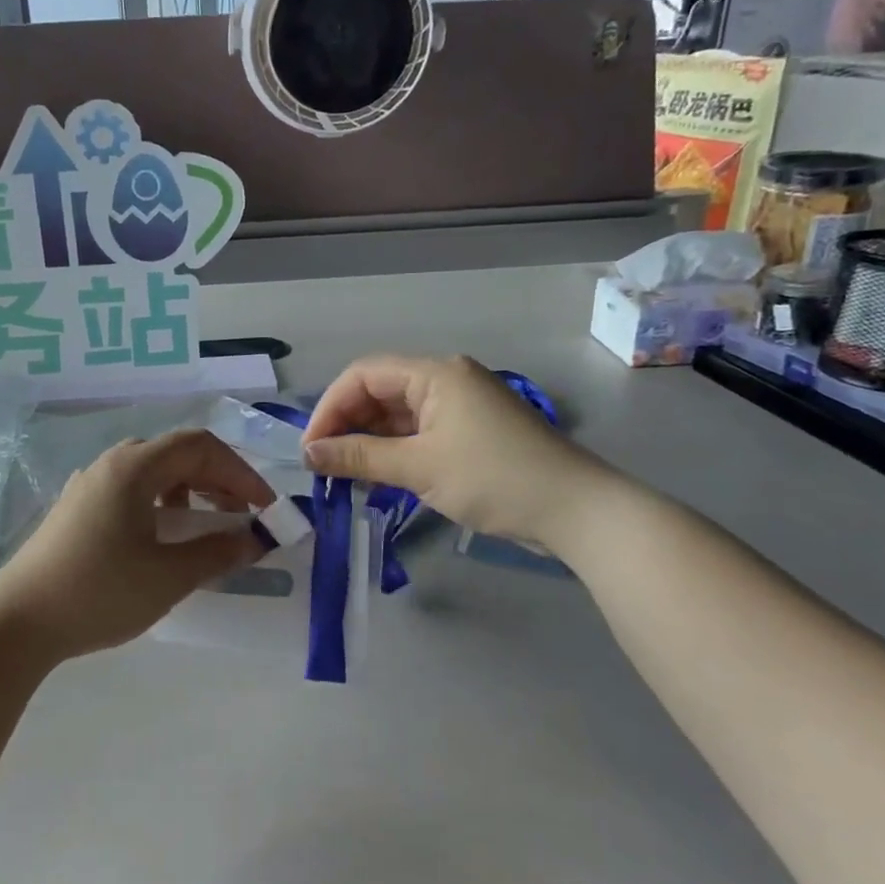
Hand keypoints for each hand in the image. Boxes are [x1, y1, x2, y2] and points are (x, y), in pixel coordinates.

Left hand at [0, 429, 273, 664]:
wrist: (16, 623)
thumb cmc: (99, 592)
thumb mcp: (168, 576)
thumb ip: (217, 553)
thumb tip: (254, 539)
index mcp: (134, 468)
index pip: (200, 447)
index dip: (240, 472)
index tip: (264, 508)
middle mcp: (110, 464)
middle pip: (177, 453)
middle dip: (217, 479)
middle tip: (241, 516)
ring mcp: (89, 484)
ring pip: (153, 471)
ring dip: (189, 490)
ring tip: (207, 525)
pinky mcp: (76, 508)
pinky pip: (131, 490)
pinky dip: (161, 503)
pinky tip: (164, 538)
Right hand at [301, 354, 616, 550]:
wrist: (577, 510)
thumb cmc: (494, 479)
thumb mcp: (419, 468)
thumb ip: (358, 457)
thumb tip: (307, 454)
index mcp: (435, 373)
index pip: (363, 375)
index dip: (330, 408)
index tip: (310, 449)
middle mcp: (446, 379)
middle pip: (379, 392)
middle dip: (346, 425)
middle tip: (324, 466)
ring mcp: (460, 405)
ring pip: (397, 415)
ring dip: (368, 441)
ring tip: (344, 475)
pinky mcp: (470, 431)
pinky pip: (418, 432)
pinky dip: (394, 451)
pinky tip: (376, 476)